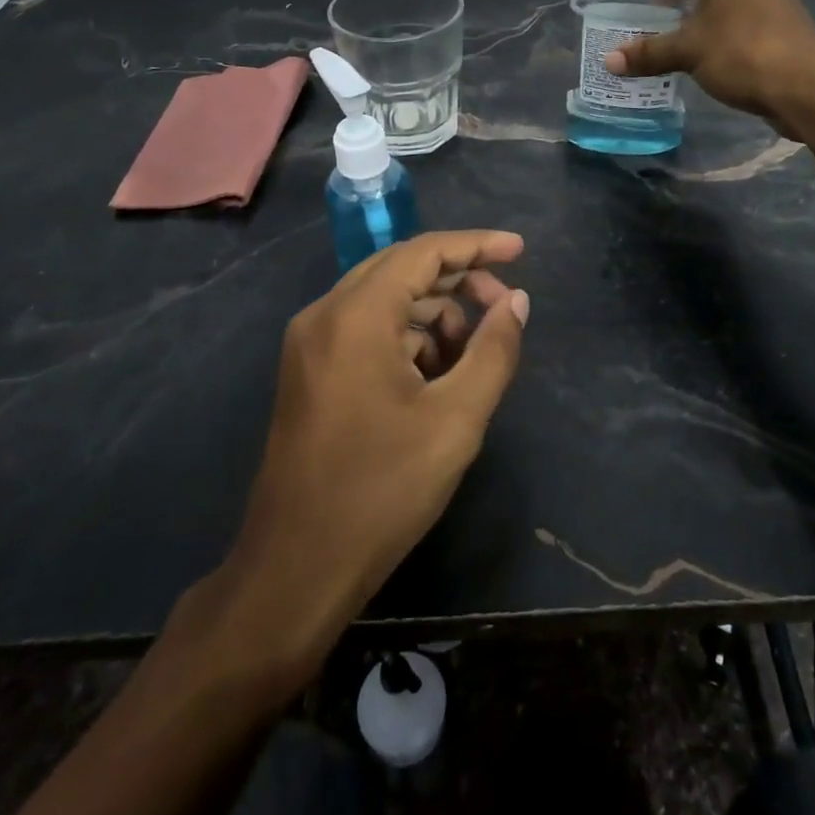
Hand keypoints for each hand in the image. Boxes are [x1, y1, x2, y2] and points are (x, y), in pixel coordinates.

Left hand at [211, 230, 529, 665]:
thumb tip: (516, 300)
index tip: (520, 250)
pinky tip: (434, 377)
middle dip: (458, 279)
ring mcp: (310, 342)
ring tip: (470, 356)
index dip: (476, 245)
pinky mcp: (308, 370)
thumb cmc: (382, 491)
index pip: (423, 252)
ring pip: (384, 299)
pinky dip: (406, 337)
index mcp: (356, 316)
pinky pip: (365, 329)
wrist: (295, 570)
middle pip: (402, 268)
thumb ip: (493, 350)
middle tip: (503, 307)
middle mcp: (325, 314)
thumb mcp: (456, 419)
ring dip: (434, 313)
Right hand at [605, 0, 814, 135]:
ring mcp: (771, 1)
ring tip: (667, 21)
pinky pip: (740, 15)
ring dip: (699, 1)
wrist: (809, 89)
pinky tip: (697, 48)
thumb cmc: (744, 52)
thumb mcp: (689, 51)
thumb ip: (650, 52)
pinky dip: (717, 23)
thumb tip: (610, 60)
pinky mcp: (779, 28)